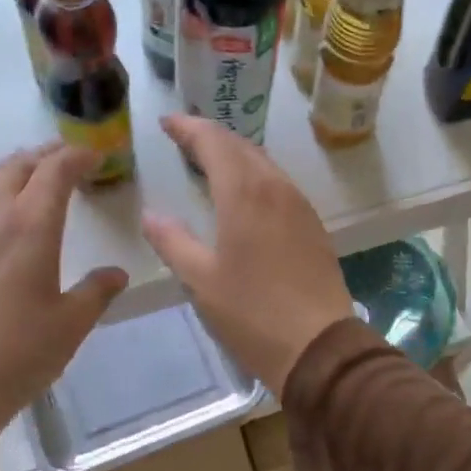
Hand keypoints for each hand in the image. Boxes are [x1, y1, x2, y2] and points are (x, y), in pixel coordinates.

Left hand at [0, 145, 128, 431]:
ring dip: (7, 171)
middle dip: (43, 157)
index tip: (93, 155)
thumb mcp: (70, 326)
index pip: (55, 172)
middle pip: (15, 168)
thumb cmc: (17, 354)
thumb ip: (96, 292)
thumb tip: (116, 274)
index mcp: (30, 227)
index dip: (76, 157)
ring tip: (22, 177)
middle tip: (63, 158)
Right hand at [142, 115, 352, 394]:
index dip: (189, 128)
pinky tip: (246, 194)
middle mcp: (276, 188)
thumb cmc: (252, 313)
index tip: (167, 123)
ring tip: (210, 161)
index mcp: (245, 193)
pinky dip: (255, 176)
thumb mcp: (201, 280)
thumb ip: (173, 242)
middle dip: (211, 136)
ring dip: (236, 155)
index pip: (214, 142)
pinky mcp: (314, 226)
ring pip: (264, 164)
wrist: (319, 347)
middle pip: (242, 146)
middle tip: (184, 138)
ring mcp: (300, 206)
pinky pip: (280, 185)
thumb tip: (151, 216)